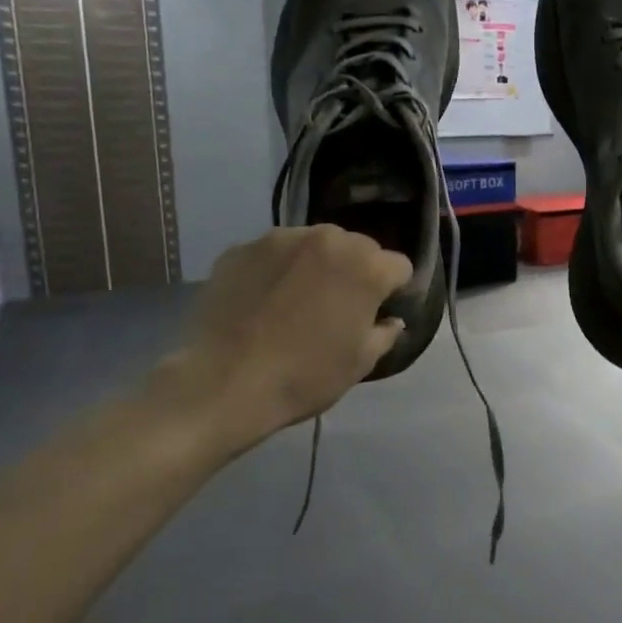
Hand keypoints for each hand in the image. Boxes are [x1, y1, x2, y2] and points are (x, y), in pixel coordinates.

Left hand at [145, 226, 411, 461]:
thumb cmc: (304, 376)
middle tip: (337, 306)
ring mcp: (281, 239)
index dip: (393, 290)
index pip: (398, 266)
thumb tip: (391, 320)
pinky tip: (262, 301)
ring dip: (316, 265)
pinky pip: (272, 253)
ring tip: (296, 300)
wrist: (223, 383)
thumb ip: (384, 334)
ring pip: (314, 244)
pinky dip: (276, 270)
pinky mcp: (241, 248)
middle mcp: (328, 239)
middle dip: (355, 270)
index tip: (379, 311)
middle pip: (357, 247)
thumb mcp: (359, 363)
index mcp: (366, 267)